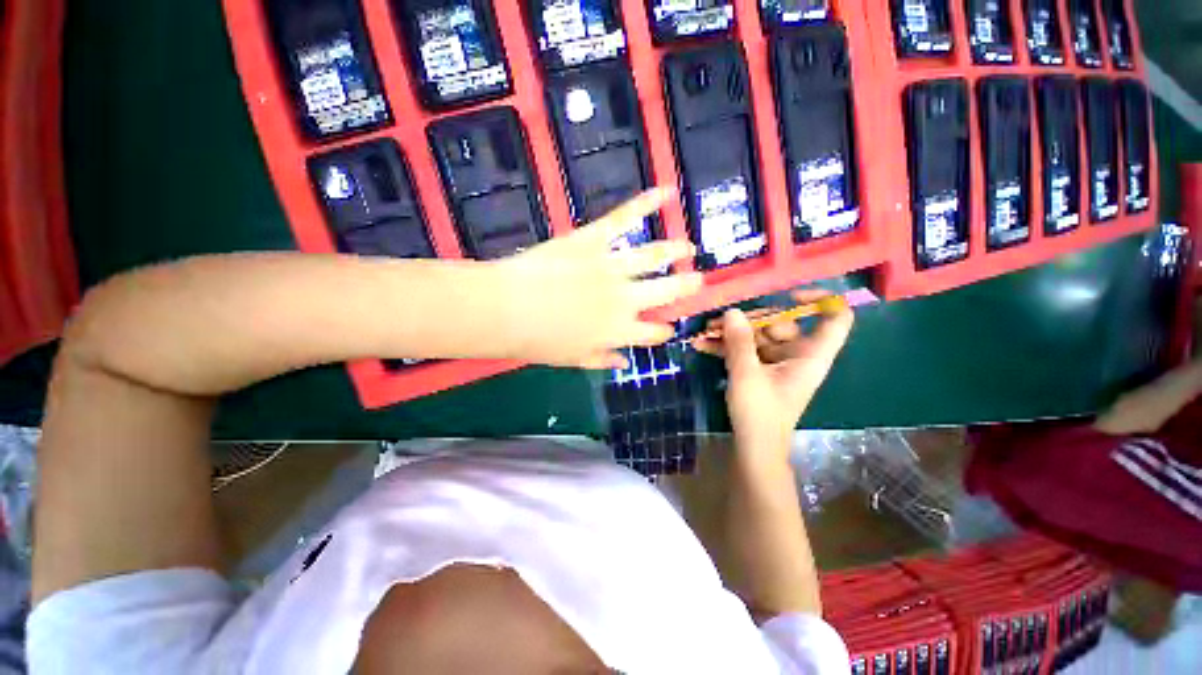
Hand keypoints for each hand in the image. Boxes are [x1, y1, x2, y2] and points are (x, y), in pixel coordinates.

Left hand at [489, 188, 702, 368]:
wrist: (506, 310)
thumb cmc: (537, 341)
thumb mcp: (572, 358)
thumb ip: (601, 359)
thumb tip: (623, 363)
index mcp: (619, 331)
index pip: (652, 333)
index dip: (663, 332)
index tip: (669, 328)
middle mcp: (625, 299)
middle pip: (665, 291)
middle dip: (685, 286)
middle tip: (698, 280)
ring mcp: (611, 267)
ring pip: (653, 255)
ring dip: (676, 250)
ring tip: (689, 247)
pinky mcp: (593, 239)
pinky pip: (623, 218)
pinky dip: (646, 203)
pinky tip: (666, 192)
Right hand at [695, 291, 853, 466]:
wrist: (754, 447)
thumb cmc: (759, 413)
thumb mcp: (746, 374)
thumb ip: (739, 341)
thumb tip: (731, 312)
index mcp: (810, 355)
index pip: (835, 318)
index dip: (820, 299)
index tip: (789, 295)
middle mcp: (798, 355)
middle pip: (782, 323)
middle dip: (748, 320)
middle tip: (718, 321)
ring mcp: (778, 362)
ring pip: (758, 336)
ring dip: (731, 333)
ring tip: (704, 332)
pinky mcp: (761, 370)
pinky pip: (746, 350)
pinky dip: (727, 347)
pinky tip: (702, 345)